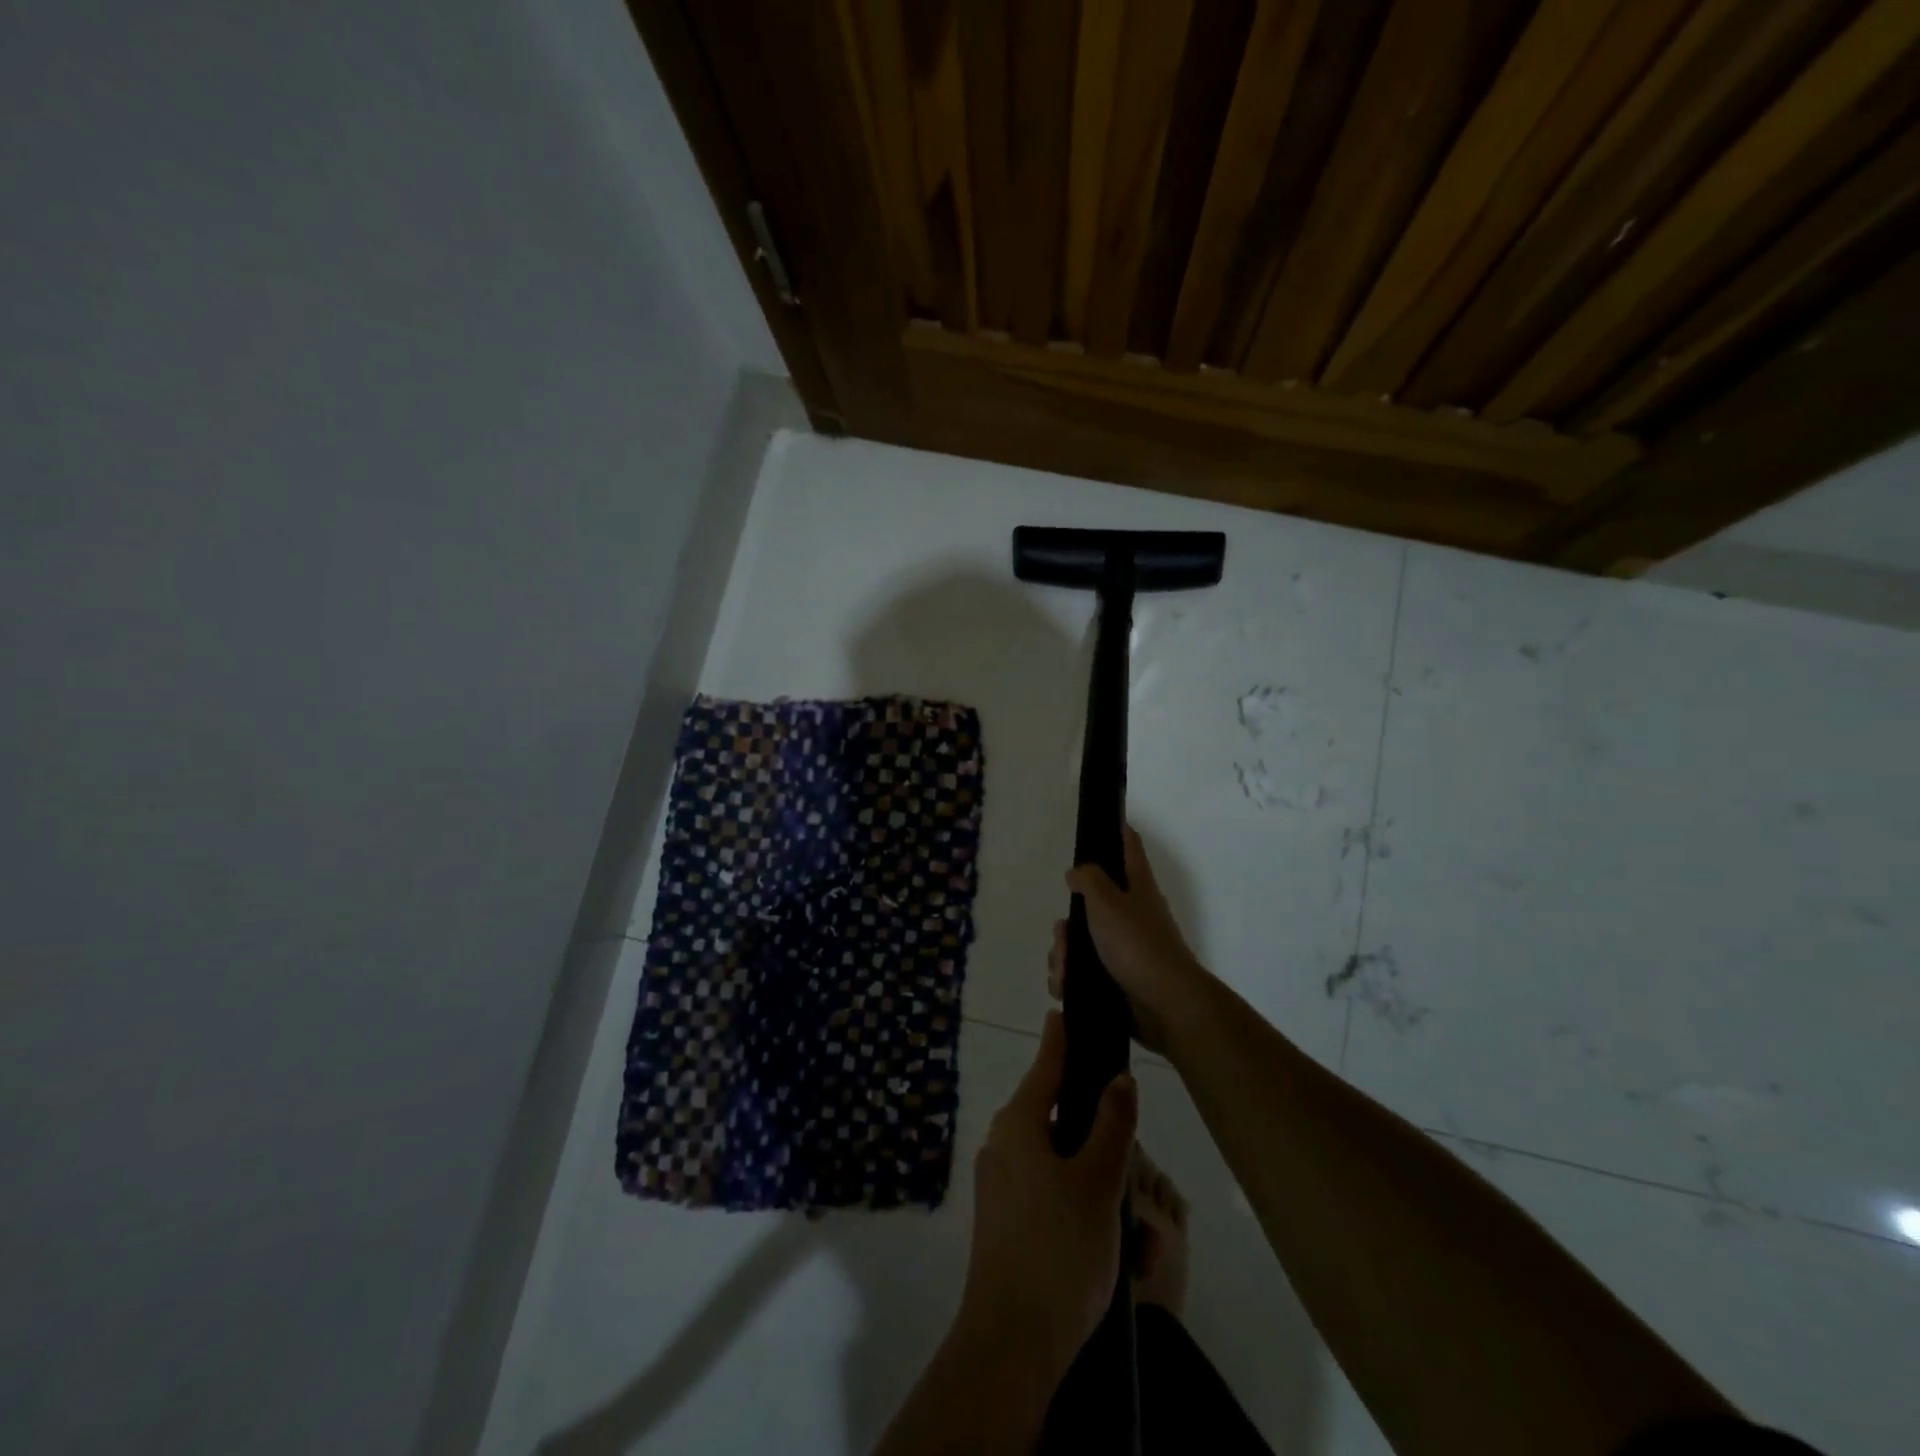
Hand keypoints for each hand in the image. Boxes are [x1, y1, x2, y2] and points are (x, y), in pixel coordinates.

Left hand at [959, 1011, 1138, 1382]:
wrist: (1012, 1340)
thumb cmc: (1060, 1248)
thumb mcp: (1098, 1182)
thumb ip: (1111, 1124)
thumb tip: (1119, 1078)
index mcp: (1018, 1122)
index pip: (1045, 1064)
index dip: (1061, 1038)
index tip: (1067, 1010)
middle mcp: (1001, 1142)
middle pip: (1047, 1106)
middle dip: (1083, 1104)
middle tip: (1122, 1107)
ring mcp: (997, 1180)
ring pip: (1048, 1146)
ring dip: (1081, 1148)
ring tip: (1121, 1162)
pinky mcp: (1003, 1215)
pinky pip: (1041, 1178)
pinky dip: (1069, 1177)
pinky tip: (1097, 1203)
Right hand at [1051, 826, 1208, 1053]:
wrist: (1165, 1005)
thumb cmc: (1137, 944)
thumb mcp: (1107, 902)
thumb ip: (1089, 880)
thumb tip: (1077, 872)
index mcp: (1137, 888)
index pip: (1129, 847)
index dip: (1116, 830)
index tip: (1101, 821)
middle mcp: (1132, 915)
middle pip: (1090, 905)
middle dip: (1068, 923)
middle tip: (1064, 934)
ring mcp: (1124, 950)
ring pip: (1080, 943)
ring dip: (1063, 955)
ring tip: (1064, 969)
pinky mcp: (1117, 981)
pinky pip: (1082, 974)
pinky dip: (1070, 979)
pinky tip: (1066, 987)